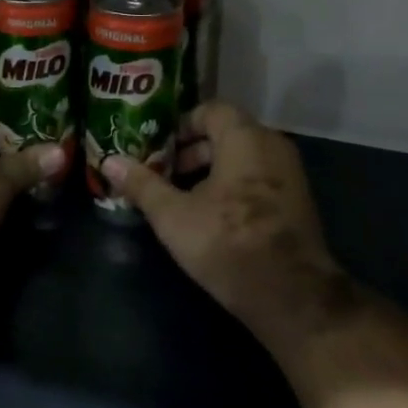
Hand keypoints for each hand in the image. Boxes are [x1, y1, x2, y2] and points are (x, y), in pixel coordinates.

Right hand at [102, 102, 351, 361]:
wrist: (293, 297)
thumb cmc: (228, 243)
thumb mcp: (173, 215)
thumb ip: (142, 184)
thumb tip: (109, 161)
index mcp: (245, 138)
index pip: (211, 110)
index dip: (181, 125)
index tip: (158, 147)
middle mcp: (273, 146)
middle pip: (227, 133)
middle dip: (192, 151)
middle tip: (165, 173)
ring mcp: (291, 174)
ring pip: (243, 158)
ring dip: (212, 170)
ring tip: (183, 197)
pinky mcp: (299, 202)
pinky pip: (260, 178)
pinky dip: (235, 185)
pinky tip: (213, 216)